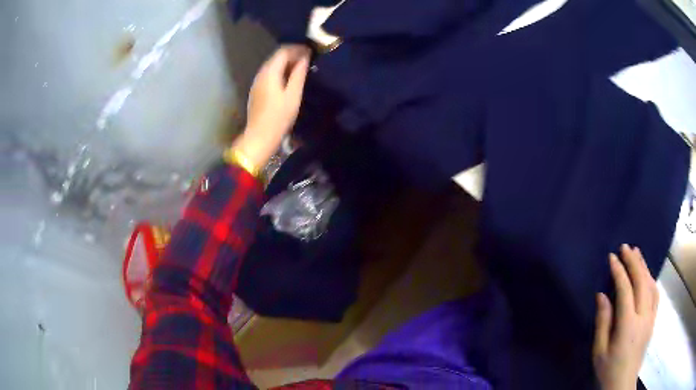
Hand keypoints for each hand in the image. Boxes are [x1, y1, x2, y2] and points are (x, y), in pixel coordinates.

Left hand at [233, 45, 309, 167]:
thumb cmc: (279, 117)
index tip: (311, 52)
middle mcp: (261, 73)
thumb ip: (299, 74)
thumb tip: (304, 58)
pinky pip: (269, 74)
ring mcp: (257, 82)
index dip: (297, 49)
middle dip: (292, 54)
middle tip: (309, 59)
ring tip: (302, 68)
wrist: (259, 137)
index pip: (283, 51)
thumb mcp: (293, 95)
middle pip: (276, 57)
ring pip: (272, 65)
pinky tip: (289, 79)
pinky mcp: (257, 90)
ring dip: (287, 63)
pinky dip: (280, 72)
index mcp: (269, 72)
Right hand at [593, 245, 658, 389]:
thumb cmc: (608, 369)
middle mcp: (643, 316)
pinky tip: (647, 274)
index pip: (625, 290)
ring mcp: (651, 317)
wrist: (623, 383)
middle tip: (626, 247)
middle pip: (641, 282)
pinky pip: (655, 293)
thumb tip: (602, 295)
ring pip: (651, 284)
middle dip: (634, 262)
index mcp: (628, 324)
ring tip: (637, 253)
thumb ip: (602, 322)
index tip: (612, 257)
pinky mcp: (653, 320)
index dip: (619, 272)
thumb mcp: (599, 351)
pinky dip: (651, 279)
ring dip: (644, 267)